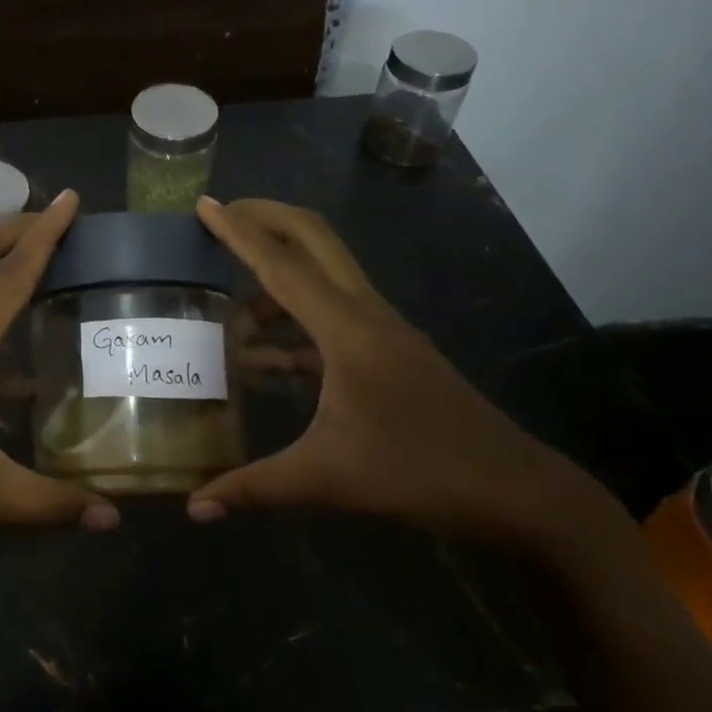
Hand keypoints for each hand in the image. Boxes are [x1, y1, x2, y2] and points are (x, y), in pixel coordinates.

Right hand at [185, 198, 616, 550]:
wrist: (516, 491)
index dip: (239, 233)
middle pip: (313, 239)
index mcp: (347, 329)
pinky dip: (293, 322)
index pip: (281, 266)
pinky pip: (330, 315)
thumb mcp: (328, 479)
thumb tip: (194, 508)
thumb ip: (254, 487)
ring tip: (230, 312)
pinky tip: (265, 359)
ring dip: (276, 279)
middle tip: (220, 217)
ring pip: (323, 276)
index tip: (206, 203)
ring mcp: (382, 330)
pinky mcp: (389, 350)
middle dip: (265, 219)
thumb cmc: (421, 473)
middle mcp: (365, 314)